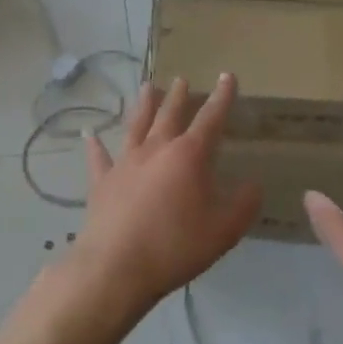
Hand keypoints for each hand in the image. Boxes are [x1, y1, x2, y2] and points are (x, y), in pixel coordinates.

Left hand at [74, 74, 261, 311]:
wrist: (116, 267)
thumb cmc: (175, 246)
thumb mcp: (224, 230)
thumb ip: (243, 204)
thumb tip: (253, 184)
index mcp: (189, 155)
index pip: (210, 118)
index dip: (221, 97)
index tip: (226, 76)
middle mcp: (156, 149)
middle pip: (169, 114)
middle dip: (178, 96)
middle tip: (181, 79)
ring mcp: (125, 163)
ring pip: (136, 126)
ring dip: (143, 106)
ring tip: (147, 87)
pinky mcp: (102, 182)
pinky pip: (99, 158)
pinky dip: (95, 145)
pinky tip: (90, 134)